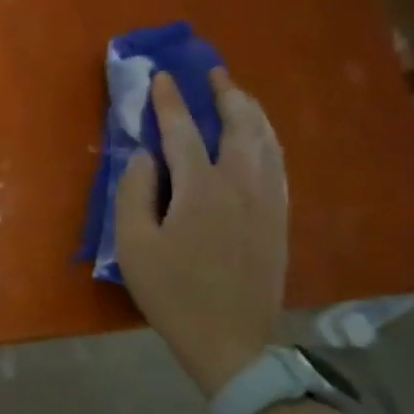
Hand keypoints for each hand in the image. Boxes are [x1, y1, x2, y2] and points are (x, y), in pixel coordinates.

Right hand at [115, 68, 287, 396]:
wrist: (231, 340)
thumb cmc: (172, 293)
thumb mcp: (133, 245)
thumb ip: (134, 192)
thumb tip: (144, 156)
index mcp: (202, 189)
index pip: (183, 131)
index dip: (170, 101)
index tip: (162, 75)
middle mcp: (242, 185)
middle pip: (240, 126)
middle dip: (226, 94)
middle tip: (214, 72)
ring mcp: (268, 202)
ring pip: (267, 142)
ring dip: (252, 112)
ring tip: (238, 95)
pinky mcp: (279, 219)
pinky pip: (279, 165)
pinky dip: (268, 140)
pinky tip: (261, 140)